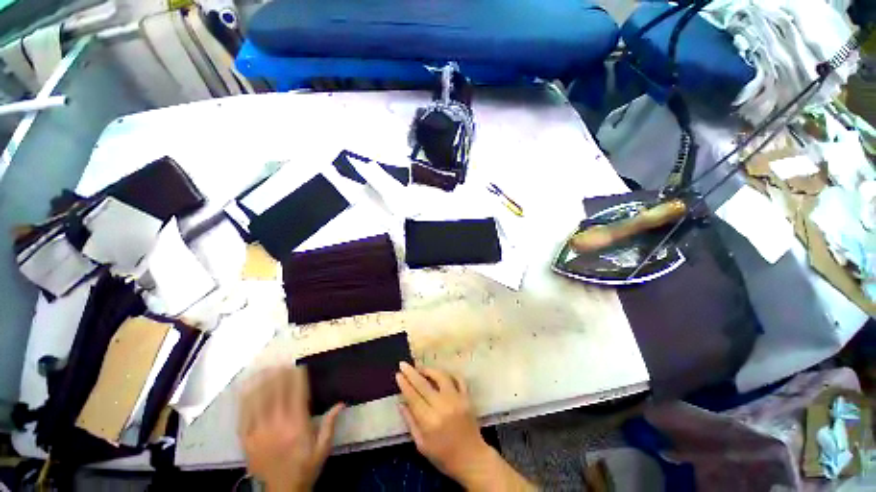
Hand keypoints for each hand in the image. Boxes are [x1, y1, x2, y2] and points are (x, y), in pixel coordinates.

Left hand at [238, 366, 343, 491]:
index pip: (297, 394)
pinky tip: (248, 388)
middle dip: (280, 375)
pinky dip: (246, 399)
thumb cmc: (304, 468)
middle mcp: (277, 425)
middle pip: (277, 393)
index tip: (299, 366)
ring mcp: (259, 432)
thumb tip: (341, 402)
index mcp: (297, 425)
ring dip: (263, 382)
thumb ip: (330, 424)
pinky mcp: (246, 439)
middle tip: (282, 362)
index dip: (297, 378)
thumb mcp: (322, 449)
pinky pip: (244, 415)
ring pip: (259, 400)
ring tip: (266, 368)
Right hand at [395, 362, 489, 478]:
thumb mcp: (422, 445)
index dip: (405, 384)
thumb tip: (400, 403)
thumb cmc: (444, 457)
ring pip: (441, 377)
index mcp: (430, 421)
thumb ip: (410, 422)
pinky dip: (449, 373)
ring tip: (420, 368)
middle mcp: (443, 406)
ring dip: (429, 370)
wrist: (472, 459)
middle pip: (424, 384)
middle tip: (403, 364)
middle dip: (412, 372)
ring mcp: (457, 399)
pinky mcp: (467, 397)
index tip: (398, 374)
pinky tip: (441, 373)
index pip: (414, 397)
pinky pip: (458, 379)